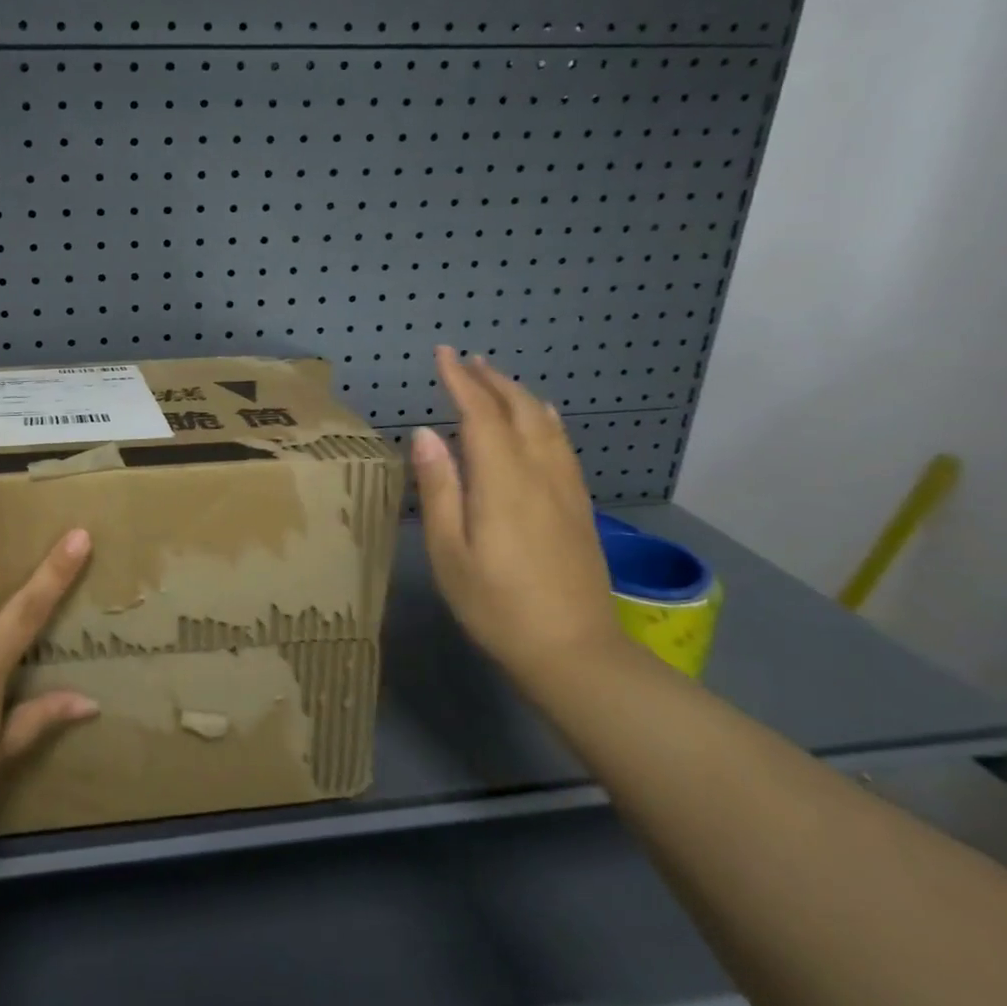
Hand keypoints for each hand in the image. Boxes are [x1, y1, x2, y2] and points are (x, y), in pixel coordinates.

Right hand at [409, 346, 619, 679]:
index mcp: (503, 482)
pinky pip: (562, 444)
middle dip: (491, 379)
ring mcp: (566, 489)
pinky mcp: (580, 506)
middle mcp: (539, 473)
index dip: (460, 380)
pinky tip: (542, 419)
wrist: (575, 652)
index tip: (442, 353)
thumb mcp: (450, 552)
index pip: (480, 414)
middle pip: (518, 409)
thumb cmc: (497, 606)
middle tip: (465, 360)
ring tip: (496, 379)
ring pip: (546, 423)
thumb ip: (440, 488)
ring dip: (518, 394)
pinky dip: (545, 418)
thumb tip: (426, 434)